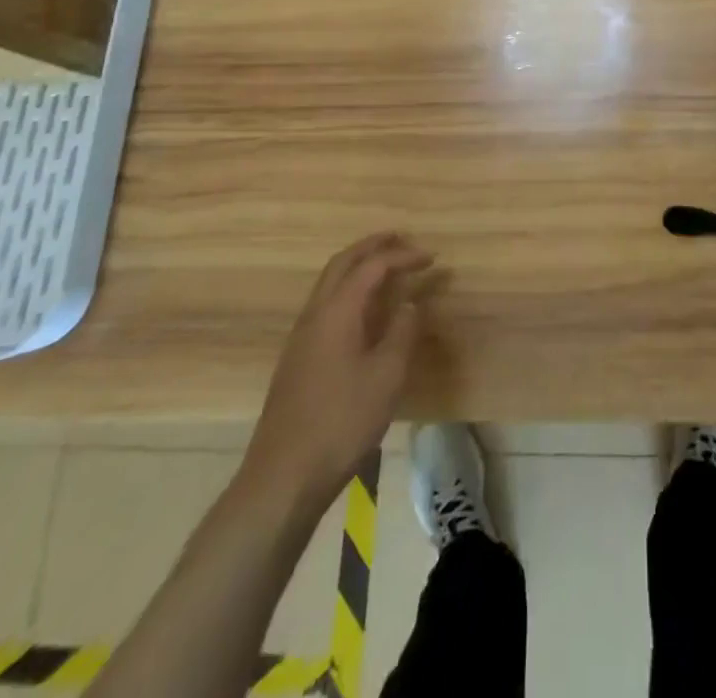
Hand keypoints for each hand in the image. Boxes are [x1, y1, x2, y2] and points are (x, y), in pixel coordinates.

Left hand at [238, 233, 435, 515]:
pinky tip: (364, 310)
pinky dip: (349, 289)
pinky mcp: (298, 357)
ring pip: (329, 282)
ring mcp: (302, 336)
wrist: (283, 476)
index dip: (403, 256)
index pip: (372, 266)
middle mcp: (315, 314)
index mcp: (337, 311)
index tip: (432, 257)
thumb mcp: (386, 376)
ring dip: (358, 266)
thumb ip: (402, 332)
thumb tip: (411, 303)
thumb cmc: (341, 422)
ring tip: (387, 267)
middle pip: (342, 263)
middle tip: (402, 240)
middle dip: (373, 246)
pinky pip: (326, 303)